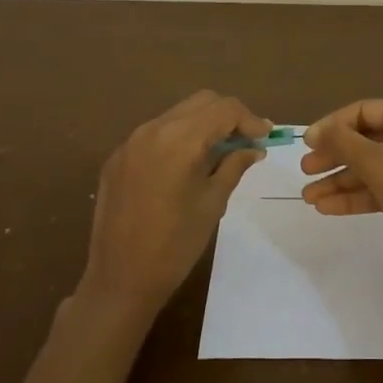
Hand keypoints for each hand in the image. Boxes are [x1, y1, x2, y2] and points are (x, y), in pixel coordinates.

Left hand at [78, 91, 270, 320]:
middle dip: (227, 116)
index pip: (224, 109)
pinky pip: (155, 133)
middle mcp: (153, 130)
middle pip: (201, 102)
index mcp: (180, 140)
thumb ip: (234, 166)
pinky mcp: (117, 157)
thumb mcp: (213, 203)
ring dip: (202, 125)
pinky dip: (178, 138)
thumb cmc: (175, 245)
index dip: (249, 119)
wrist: (120, 279)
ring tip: (218, 154)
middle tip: (245, 143)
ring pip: (177, 114)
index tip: (264, 138)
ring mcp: (131, 142)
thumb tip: (253, 148)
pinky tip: (185, 166)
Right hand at [301, 100, 382, 284]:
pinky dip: (357, 196)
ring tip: (309, 197)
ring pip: (372, 167)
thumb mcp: (374, 161)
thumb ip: (341, 142)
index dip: (332, 125)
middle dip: (334, 156)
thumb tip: (317, 131)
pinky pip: (382, 188)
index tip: (307, 144)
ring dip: (340, 180)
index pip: (363, 111)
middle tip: (305, 171)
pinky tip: (328, 208)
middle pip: (366, 140)